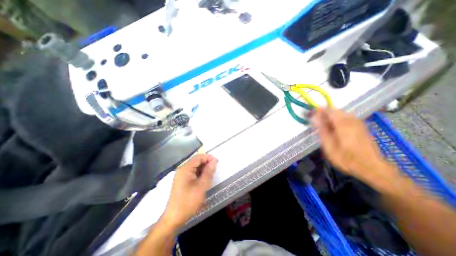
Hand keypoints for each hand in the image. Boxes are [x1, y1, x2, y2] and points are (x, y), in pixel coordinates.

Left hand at [160, 154, 216, 229]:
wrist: (174, 218)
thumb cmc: (188, 201)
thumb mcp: (202, 186)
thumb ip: (208, 172)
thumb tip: (214, 160)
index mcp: (185, 168)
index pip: (198, 157)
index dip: (208, 157)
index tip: (217, 162)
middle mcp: (182, 169)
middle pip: (196, 161)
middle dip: (206, 163)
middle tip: (215, 169)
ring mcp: (181, 175)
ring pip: (195, 167)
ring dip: (203, 168)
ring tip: (211, 174)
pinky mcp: (182, 180)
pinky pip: (192, 172)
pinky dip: (199, 173)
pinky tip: (204, 178)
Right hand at [310, 108, 399, 187]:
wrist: (371, 167)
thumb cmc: (346, 159)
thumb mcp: (329, 147)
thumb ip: (322, 131)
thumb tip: (316, 120)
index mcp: (343, 126)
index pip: (330, 112)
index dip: (320, 110)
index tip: (312, 112)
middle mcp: (352, 121)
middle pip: (336, 111)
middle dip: (325, 113)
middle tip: (317, 119)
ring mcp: (358, 123)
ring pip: (342, 113)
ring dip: (331, 115)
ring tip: (324, 123)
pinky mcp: (361, 126)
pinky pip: (347, 117)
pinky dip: (338, 118)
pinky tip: (335, 126)